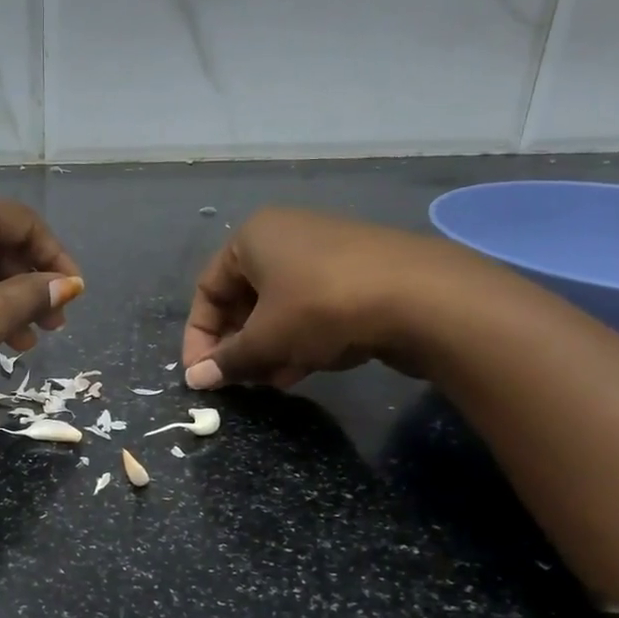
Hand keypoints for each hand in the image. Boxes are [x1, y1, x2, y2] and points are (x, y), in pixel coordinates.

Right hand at [181, 208, 493, 388]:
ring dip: (269, 348)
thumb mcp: (266, 338)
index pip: (208, 289)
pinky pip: (312, 308)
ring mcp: (325, 253)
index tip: (202, 374)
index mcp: (253, 237)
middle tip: (238, 380)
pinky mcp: (356, 274)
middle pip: (244, 298)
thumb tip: (195, 379)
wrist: (422, 296)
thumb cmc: (322, 306)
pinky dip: (300, 338)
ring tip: (272, 382)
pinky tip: (303, 369)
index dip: (199, 336)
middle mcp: (285, 236)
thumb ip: (227, 359)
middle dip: (239, 344)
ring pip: (279, 307)